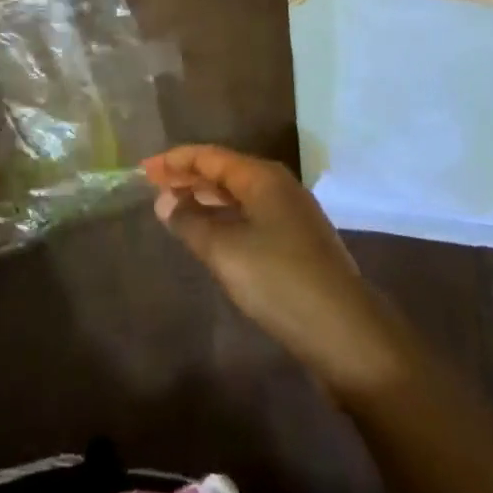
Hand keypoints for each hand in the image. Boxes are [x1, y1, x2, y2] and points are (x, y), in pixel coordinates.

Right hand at [142, 145, 403, 398]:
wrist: (348, 336)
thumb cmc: (280, 281)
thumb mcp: (225, 251)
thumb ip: (190, 222)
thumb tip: (164, 201)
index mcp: (262, 177)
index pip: (210, 156)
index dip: (175, 161)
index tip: (144, 170)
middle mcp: (279, 187)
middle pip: (225, 172)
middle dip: (188, 178)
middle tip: (153, 188)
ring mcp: (292, 217)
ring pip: (239, 198)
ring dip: (206, 201)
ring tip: (175, 210)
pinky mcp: (299, 246)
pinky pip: (251, 219)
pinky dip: (225, 220)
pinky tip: (211, 239)